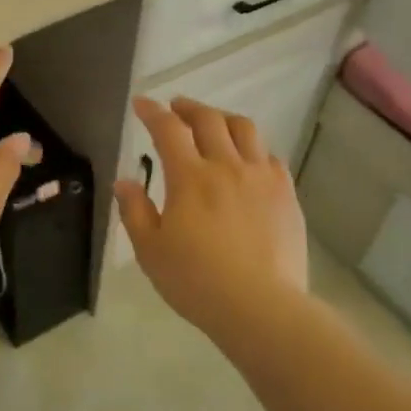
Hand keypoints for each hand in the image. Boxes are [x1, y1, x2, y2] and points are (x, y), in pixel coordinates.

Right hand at [114, 96, 309, 343]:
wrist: (261, 307)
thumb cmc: (196, 281)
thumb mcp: (150, 250)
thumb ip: (134, 210)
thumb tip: (124, 180)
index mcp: (190, 177)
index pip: (168, 129)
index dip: (152, 111)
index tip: (141, 103)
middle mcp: (227, 166)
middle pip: (209, 120)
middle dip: (188, 108)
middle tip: (176, 108)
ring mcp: (261, 177)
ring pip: (245, 129)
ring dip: (223, 119)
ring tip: (213, 124)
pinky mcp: (286, 194)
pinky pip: (270, 157)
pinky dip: (253, 149)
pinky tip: (247, 160)